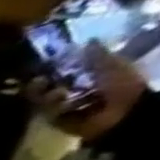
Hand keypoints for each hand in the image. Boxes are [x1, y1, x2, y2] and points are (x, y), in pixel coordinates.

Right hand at [28, 43, 146, 141]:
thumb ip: (98, 56)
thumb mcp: (112, 66)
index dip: (54, 65)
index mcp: (89, 74)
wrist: (121, 113)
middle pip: (48, 84)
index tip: (45, 62)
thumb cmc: (122, 86)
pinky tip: (61, 105)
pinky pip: (46, 112)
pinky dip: (52, 108)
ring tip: (56, 94)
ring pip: (44, 97)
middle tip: (38, 80)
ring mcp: (63, 106)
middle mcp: (73, 89)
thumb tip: (87, 40)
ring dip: (47, 95)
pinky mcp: (56, 119)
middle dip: (42, 82)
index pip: (64, 68)